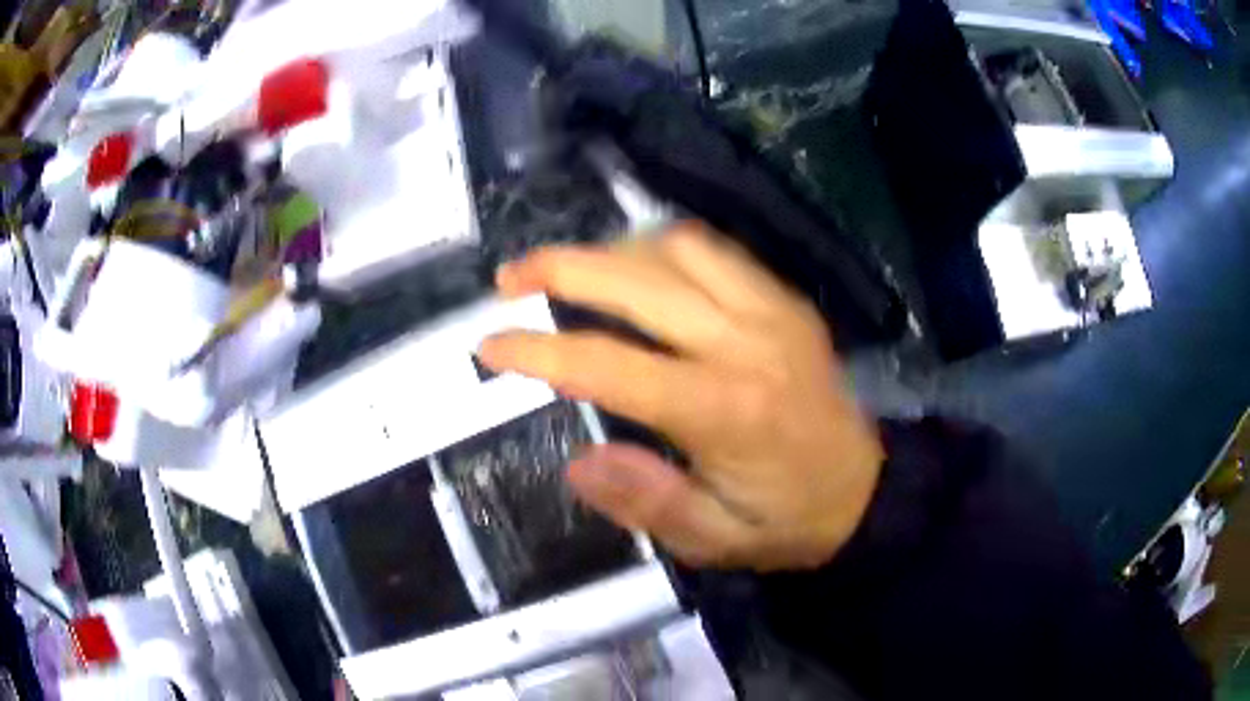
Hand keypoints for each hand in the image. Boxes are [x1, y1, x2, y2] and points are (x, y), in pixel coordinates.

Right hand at [478, 223, 883, 571]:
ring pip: (675, 248)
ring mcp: (772, 311)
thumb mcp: (714, 541)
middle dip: (561, 268)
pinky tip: (636, 271)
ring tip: (569, 275)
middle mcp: (746, 342)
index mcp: (723, 410)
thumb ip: (647, 502)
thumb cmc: (787, 523)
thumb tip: (578, 461)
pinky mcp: (786, 301)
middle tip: (510, 278)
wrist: (866, 492)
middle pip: (638, 280)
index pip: (609, 363)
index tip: (490, 345)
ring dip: (611, 251)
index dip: (538, 351)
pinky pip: (714, 251)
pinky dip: (660, 249)